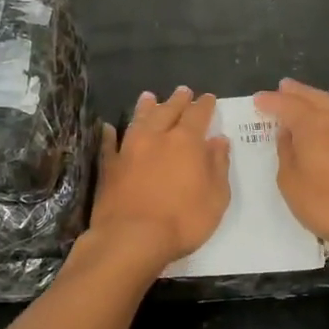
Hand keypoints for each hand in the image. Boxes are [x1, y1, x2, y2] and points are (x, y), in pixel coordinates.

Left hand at [89, 87, 230, 268]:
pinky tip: (108, 128)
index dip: (205, 105)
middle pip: (168, 110)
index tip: (208, 98)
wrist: (131, 237)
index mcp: (186, 141)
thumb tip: (219, 140)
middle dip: (177, 100)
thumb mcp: (215, 197)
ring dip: (146, 107)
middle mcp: (156, 137)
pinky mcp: (109, 166)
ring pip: (139, 120)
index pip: (198, 114)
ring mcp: (129, 149)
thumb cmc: (182, 221)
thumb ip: (218, 166)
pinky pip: (109, 143)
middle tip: (183, 91)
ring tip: (149, 96)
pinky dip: (110, 134)